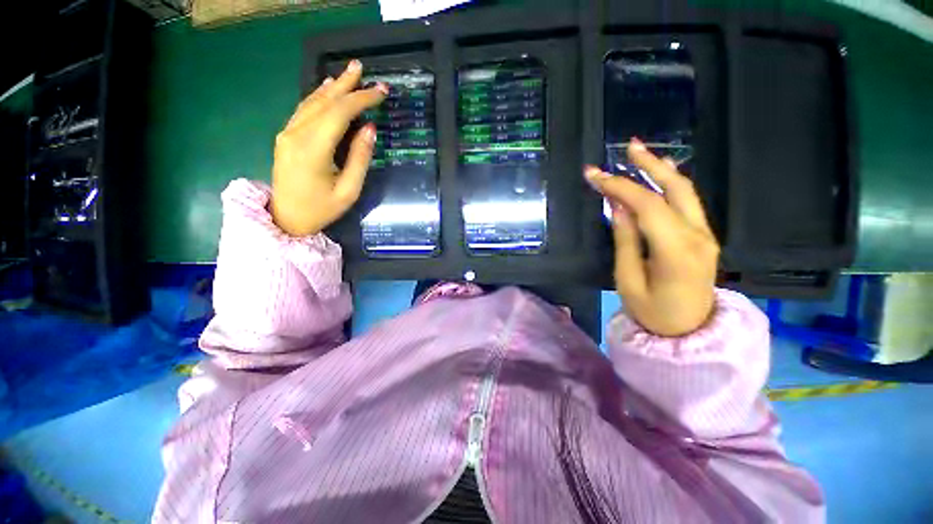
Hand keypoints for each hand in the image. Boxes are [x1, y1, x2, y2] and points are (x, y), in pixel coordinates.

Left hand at [271, 59, 387, 236]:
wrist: (286, 219)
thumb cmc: (321, 209)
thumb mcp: (349, 190)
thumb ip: (359, 158)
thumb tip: (370, 129)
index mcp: (313, 149)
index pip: (340, 113)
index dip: (361, 99)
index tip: (381, 92)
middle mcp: (296, 134)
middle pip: (324, 101)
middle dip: (346, 84)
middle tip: (362, 67)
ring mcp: (287, 133)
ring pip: (312, 102)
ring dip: (332, 87)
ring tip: (349, 73)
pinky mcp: (286, 136)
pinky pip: (305, 110)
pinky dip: (319, 97)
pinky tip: (327, 89)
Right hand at [584, 138, 718, 336]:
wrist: (689, 332)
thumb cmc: (652, 312)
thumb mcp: (628, 280)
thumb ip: (626, 240)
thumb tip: (618, 207)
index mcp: (676, 251)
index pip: (648, 206)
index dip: (620, 187)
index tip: (594, 176)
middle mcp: (698, 236)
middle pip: (675, 189)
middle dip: (649, 165)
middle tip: (628, 146)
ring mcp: (706, 234)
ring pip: (685, 192)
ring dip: (661, 170)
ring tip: (640, 154)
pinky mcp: (703, 236)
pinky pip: (687, 203)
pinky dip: (670, 185)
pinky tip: (658, 175)